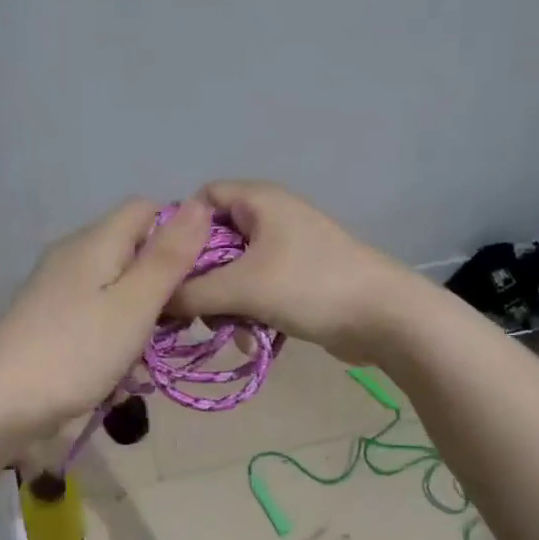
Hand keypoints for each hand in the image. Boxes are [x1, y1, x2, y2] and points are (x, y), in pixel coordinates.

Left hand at [0, 197, 211, 442]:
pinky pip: (96, 311)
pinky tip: (119, 369)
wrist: (0, 404)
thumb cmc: (76, 352)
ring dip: (141, 316)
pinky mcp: (50, 316)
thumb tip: (200, 204)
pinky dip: (115, 333)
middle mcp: (74, 254)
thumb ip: (168, 257)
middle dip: (163, 282)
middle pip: (133, 248)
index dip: (179, 232)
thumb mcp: (134, 305)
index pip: (147, 208)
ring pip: (118, 285)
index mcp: (94, 241)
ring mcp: (57, 286)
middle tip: (180, 323)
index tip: (199, 275)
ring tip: (149, 354)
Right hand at [168, 181, 423, 363]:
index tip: (165, 269)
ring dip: (224, 302)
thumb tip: (153, 301)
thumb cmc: (310, 286)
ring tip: (225, 330)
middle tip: (189, 308)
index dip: (179, 230)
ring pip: (233, 271)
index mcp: (258, 200)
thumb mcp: (241, 288)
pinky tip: (250, 340)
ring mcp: (286, 248)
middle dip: (200, 277)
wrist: (385, 318)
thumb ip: (189, 293)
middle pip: (213, 240)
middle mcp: (270, 217)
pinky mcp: (297, 278)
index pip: (201, 199)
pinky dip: (248, 311)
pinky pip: (256, 289)